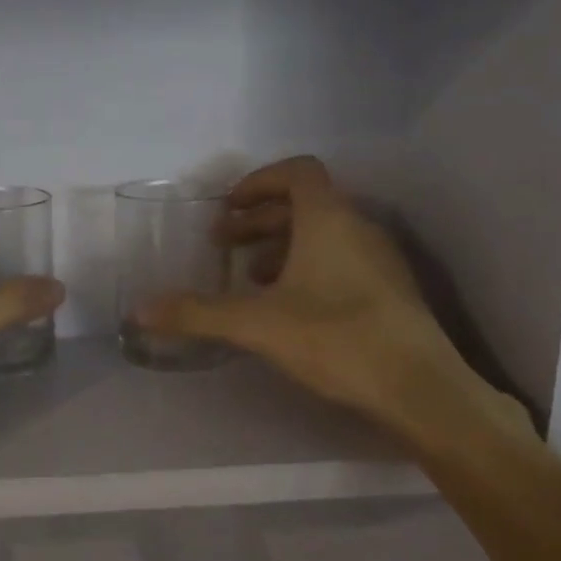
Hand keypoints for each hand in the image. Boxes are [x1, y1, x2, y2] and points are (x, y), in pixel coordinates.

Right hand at [134, 157, 490, 434]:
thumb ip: (197, 313)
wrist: (420, 388)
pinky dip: (308, 269)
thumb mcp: (256, 324)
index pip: (297, 172)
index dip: (258, 182)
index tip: (227, 209)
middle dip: (259, 221)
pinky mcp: (391, 291)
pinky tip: (290, 308)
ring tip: (252, 279)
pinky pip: (342, 260)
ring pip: (324, 235)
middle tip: (224, 246)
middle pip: (305, 204)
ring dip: (282, 247)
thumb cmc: (336, 339)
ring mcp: (380, 259)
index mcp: (328, 219)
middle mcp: (358, 228)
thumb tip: (140, 311)